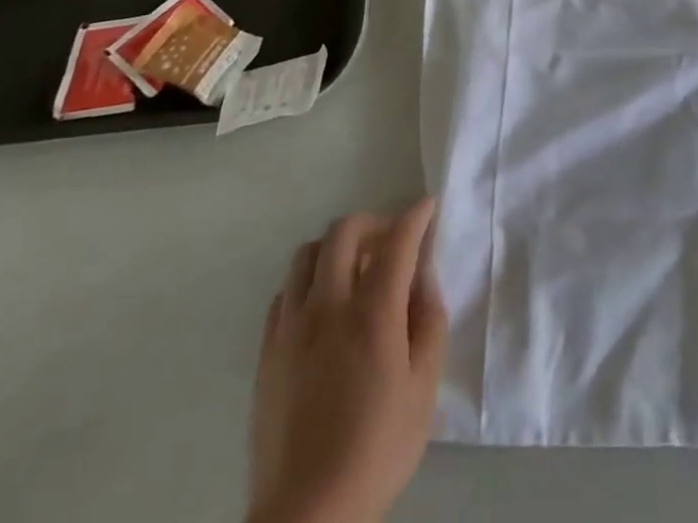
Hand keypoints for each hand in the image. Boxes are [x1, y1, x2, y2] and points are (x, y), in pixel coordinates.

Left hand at [247, 198, 445, 522]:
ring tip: (355, 271)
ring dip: (336, 248)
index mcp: (372, 313)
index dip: (415, 216)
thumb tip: (424, 280)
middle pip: (344, 232)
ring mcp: (291, 327)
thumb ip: (429, 324)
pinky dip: (309, 282)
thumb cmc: (376, 450)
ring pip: (307, 254)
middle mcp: (328, 306)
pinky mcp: (267, 351)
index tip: (427, 206)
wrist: (307, 516)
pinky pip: (285, 292)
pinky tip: (324, 307)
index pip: (397, 241)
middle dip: (373, 223)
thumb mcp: (423, 390)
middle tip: (392, 242)